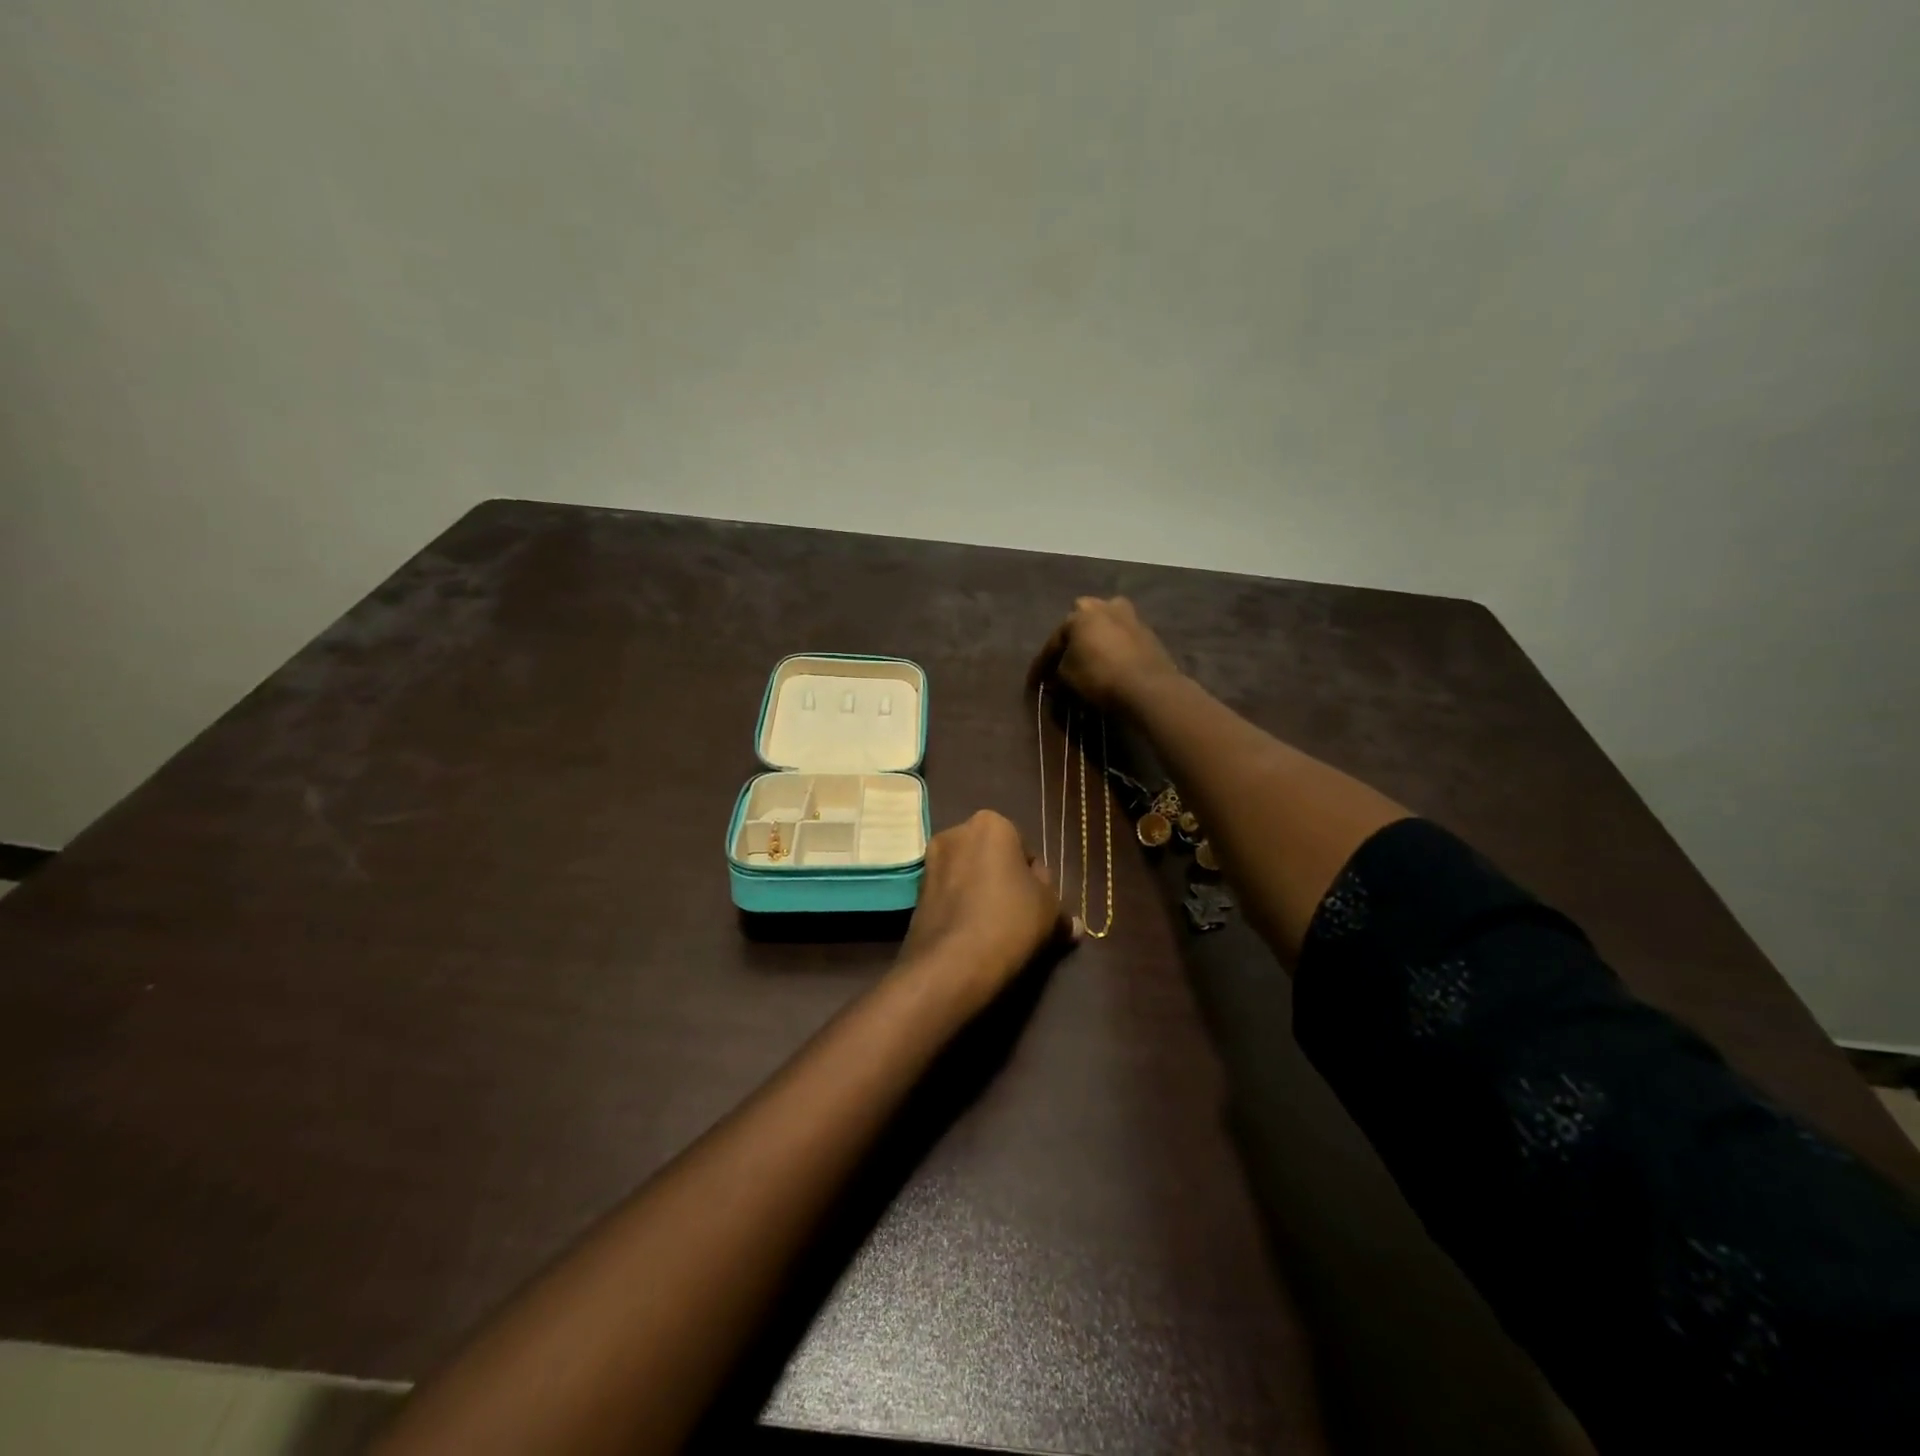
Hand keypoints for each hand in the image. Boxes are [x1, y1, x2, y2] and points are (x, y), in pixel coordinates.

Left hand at [898, 811, 1076, 1008]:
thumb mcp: (1049, 912)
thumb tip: (1074, 926)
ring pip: (969, 875)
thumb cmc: (1010, 920)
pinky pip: (950, 894)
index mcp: (991, 823)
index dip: (1036, 880)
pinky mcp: (916, 891)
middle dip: (1005, 881)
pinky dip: (962, 907)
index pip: (1025, 849)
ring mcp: (931, 861)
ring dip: (982, 894)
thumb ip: (1061, 911)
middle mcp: (956, 832)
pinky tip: (973, 934)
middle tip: (1020, 916)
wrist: (953, 962)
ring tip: (997, 929)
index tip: (1039, 906)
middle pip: (993, 858)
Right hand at [1028, 597, 1180, 712]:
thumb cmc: (1100, 677)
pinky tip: (1110, 663)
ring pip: (1104, 627)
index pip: (1054, 640)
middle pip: (1081, 623)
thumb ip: (1057, 671)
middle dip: (1072, 640)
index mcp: (1080, 614)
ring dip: (1096, 640)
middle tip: (1065, 661)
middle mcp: (1104, 606)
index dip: (1042, 664)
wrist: (1149, 687)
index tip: (1035, 682)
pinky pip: (1121, 638)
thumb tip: (1055, 676)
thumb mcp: (1066, 677)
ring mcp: (1130, 616)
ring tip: (1089, 660)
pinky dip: (1113, 647)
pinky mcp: (1148, 632)